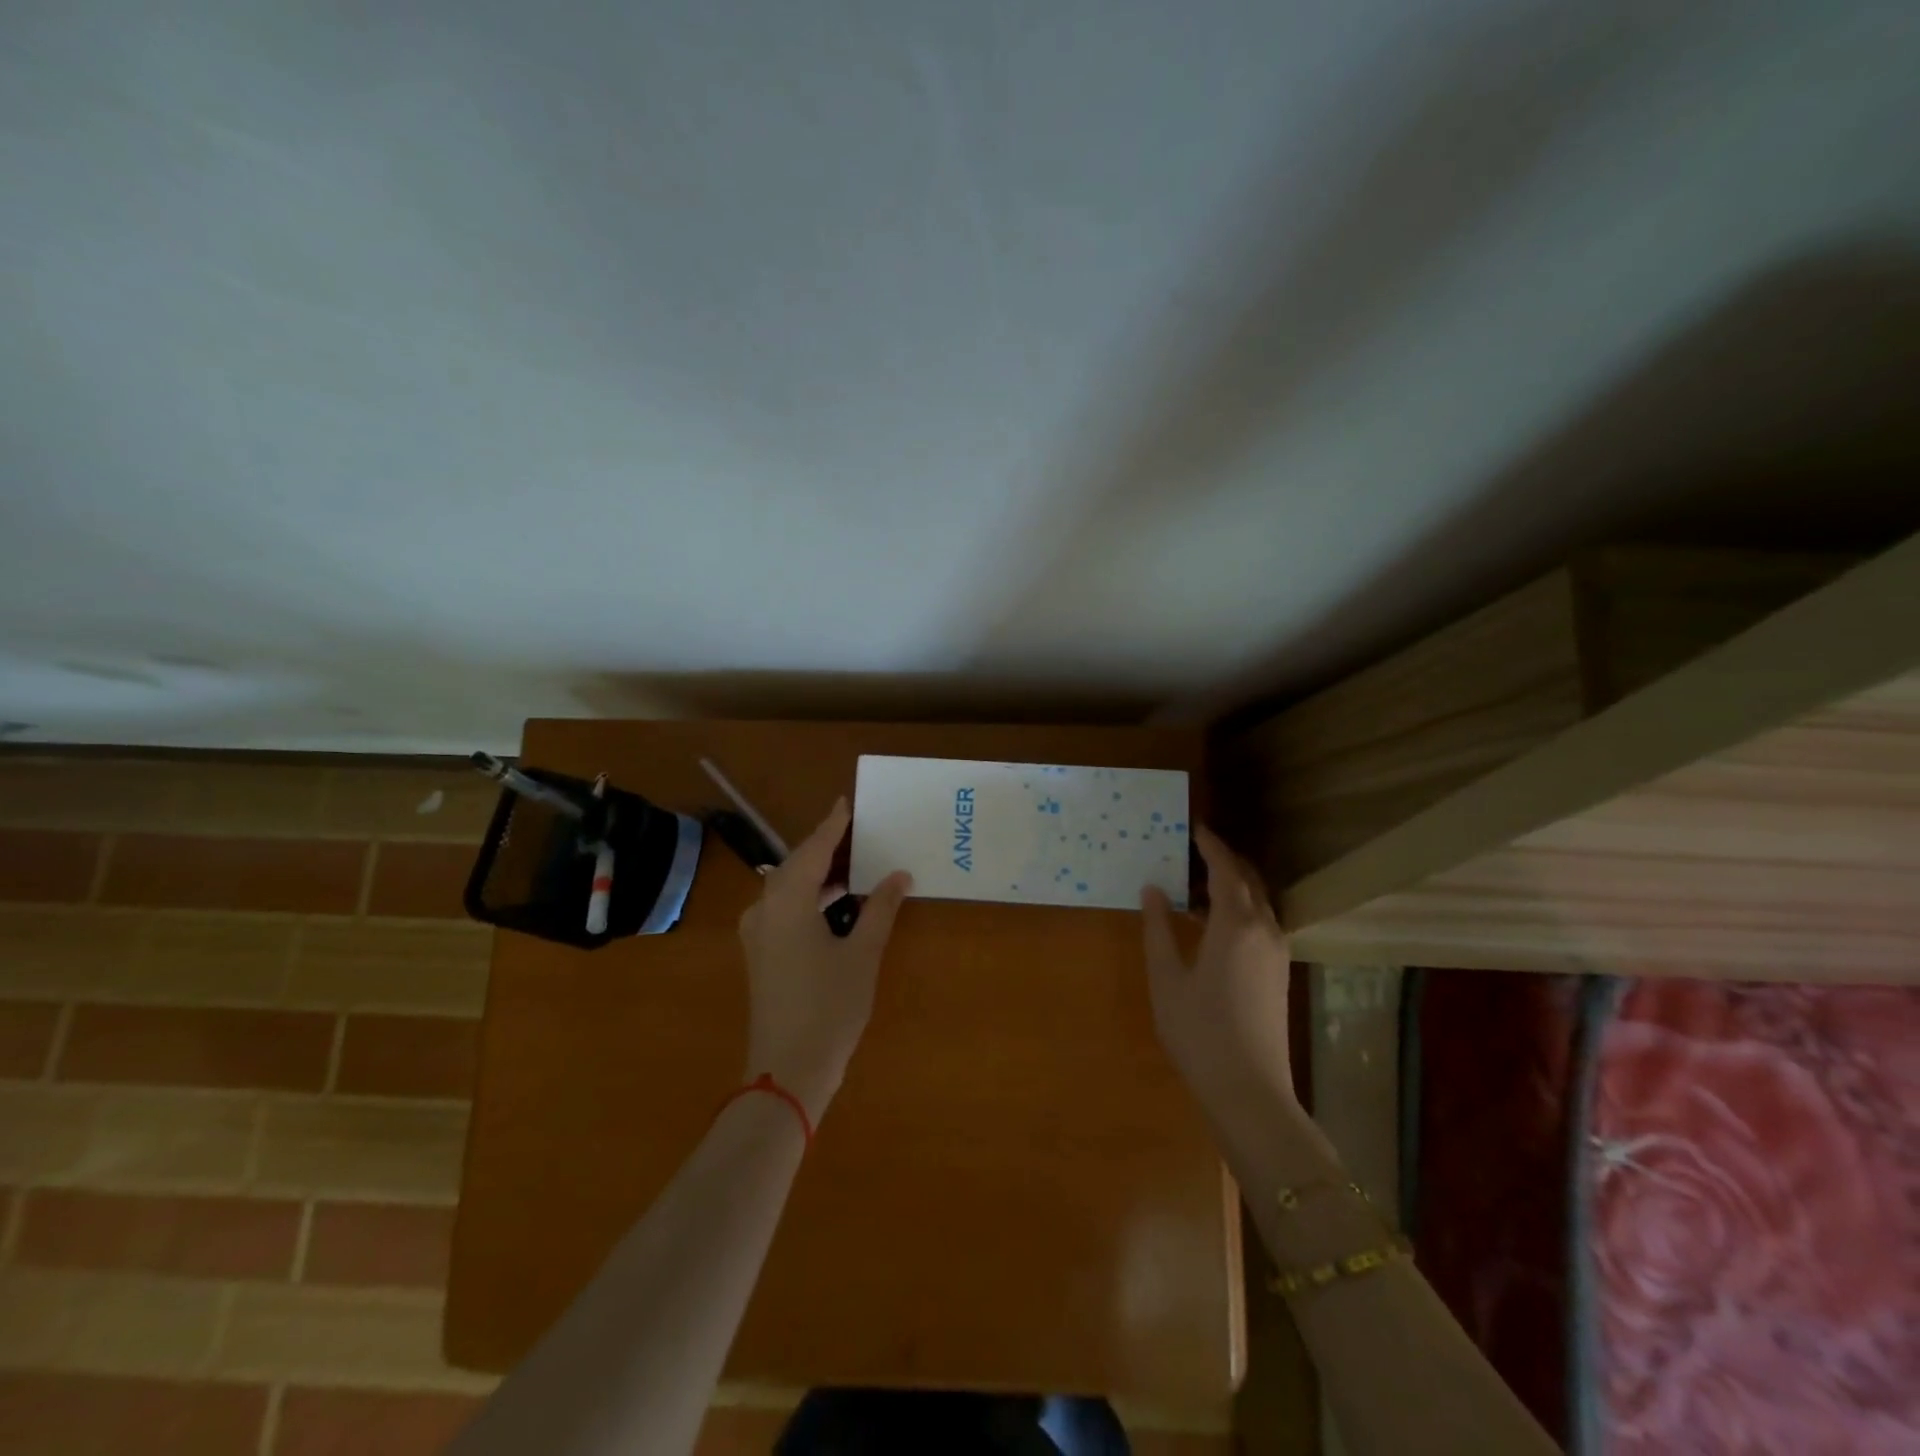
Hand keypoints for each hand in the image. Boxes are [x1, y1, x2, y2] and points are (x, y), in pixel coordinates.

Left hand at [738, 797, 912, 1124]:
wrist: (787, 1072)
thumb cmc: (829, 1007)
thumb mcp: (862, 954)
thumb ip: (881, 908)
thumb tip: (900, 874)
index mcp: (787, 900)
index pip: (814, 848)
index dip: (833, 825)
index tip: (848, 802)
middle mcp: (765, 908)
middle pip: (798, 864)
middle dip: (828, 846)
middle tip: (862, 831)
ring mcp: (758, 932)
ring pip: (789, 886)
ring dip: (820, 872)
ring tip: (857, 862)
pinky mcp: (761, 952)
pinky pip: (785, 906)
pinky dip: (811, 895)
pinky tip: (837, 899)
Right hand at [1142, 825, 1298, 1125]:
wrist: (1250, 1092)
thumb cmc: (1199, 1032)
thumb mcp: (1167, 978)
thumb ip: (1158, 929)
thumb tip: (1152, 889)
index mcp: (1236, 925)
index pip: (1225, 870)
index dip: (1210, 846)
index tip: (1193, 827)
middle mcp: (1264, 930)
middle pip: (1248, 881)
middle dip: (1224, 860)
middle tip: (1194, 849)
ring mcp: (1277, 953)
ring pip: (1258, 903)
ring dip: (1232, 885)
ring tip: (1196, 885)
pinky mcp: (1279, 974)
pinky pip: (1261, 923)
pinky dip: (1239, 909)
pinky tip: (1211, 924)